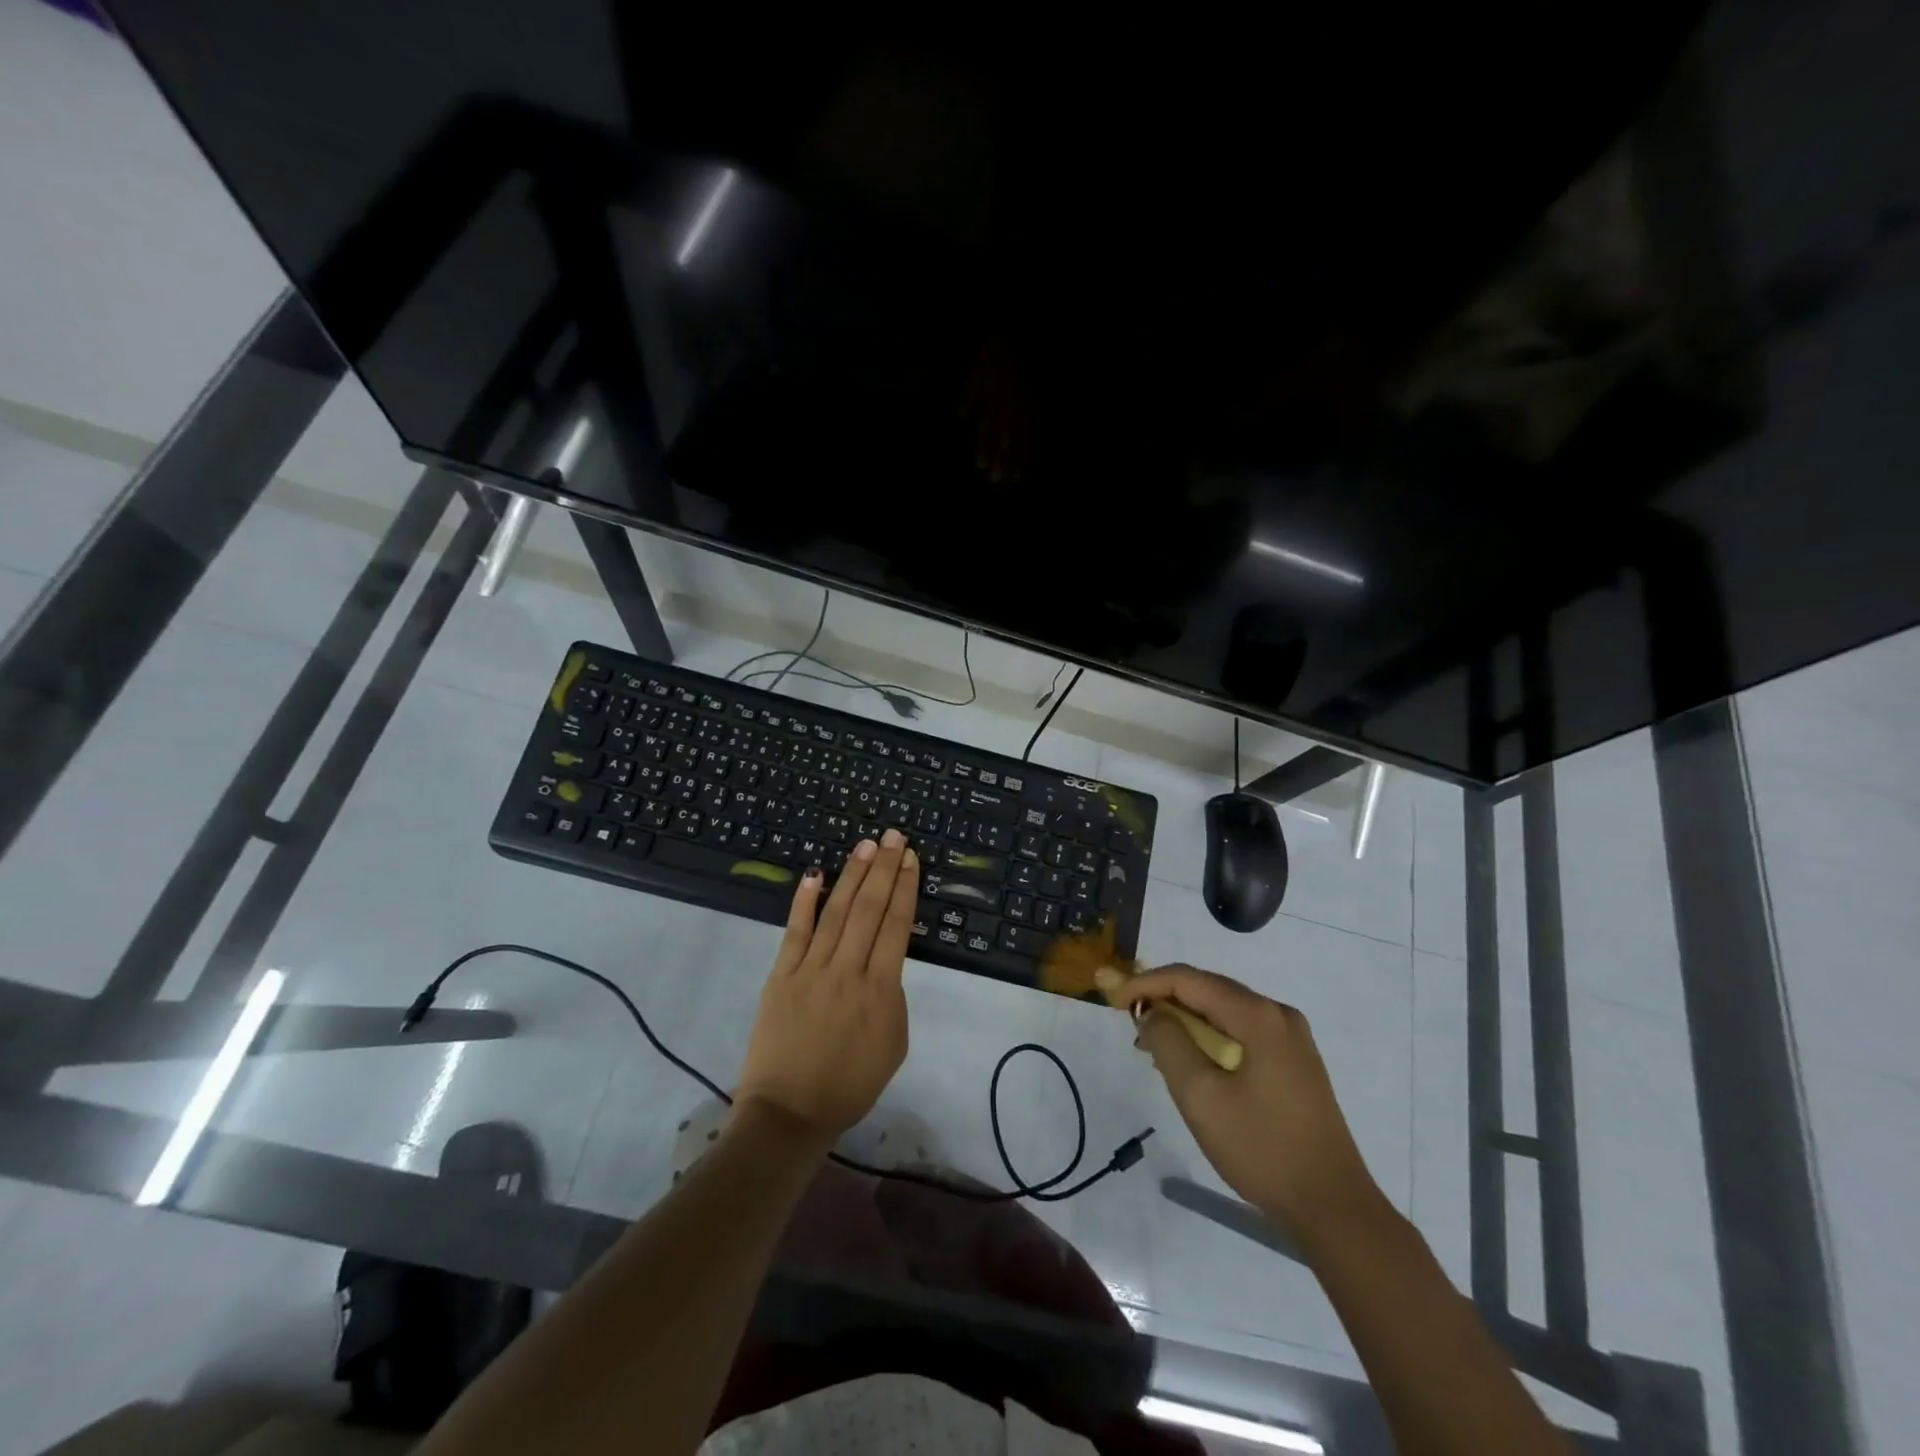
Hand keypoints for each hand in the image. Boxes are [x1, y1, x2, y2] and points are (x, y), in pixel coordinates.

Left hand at [736, 830, 919, 1149]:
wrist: (790, 1113)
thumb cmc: (849, 1085)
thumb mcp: (893, 1045)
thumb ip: (893, 998)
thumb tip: (884, 962)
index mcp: (881, 990)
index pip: (896, 925)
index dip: (905, 888)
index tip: (910, 859)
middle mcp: (848, 970)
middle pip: (869, 909)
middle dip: (884, 869)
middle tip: (894, 836)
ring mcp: (811, 970)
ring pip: (836, 911)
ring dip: (852, 875)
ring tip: (865, 845)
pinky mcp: (781, 975)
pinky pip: (795, 931)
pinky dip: (805, 901)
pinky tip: (815, 873)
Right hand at [1112, 965, 1378, 1240]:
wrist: (1333, 1207)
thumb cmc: (1261, 1148)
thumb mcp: (1200, 1096)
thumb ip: (1168, 1042)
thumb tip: (1153, 1012)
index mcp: (1258, 1015)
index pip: (1188, 979)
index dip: (1145, 983)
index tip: (1112, 999)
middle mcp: (1278, 1014)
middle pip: (1207, 989)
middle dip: (1163, 998)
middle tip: (1126, 1018)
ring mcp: (1291, 1038)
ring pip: (1223, 1011)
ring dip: (1184, 1020)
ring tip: (1150, 1044)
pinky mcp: (1295, 1061)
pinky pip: (1240, 1032)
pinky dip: (1208, 1037)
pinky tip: (1188, 1060)